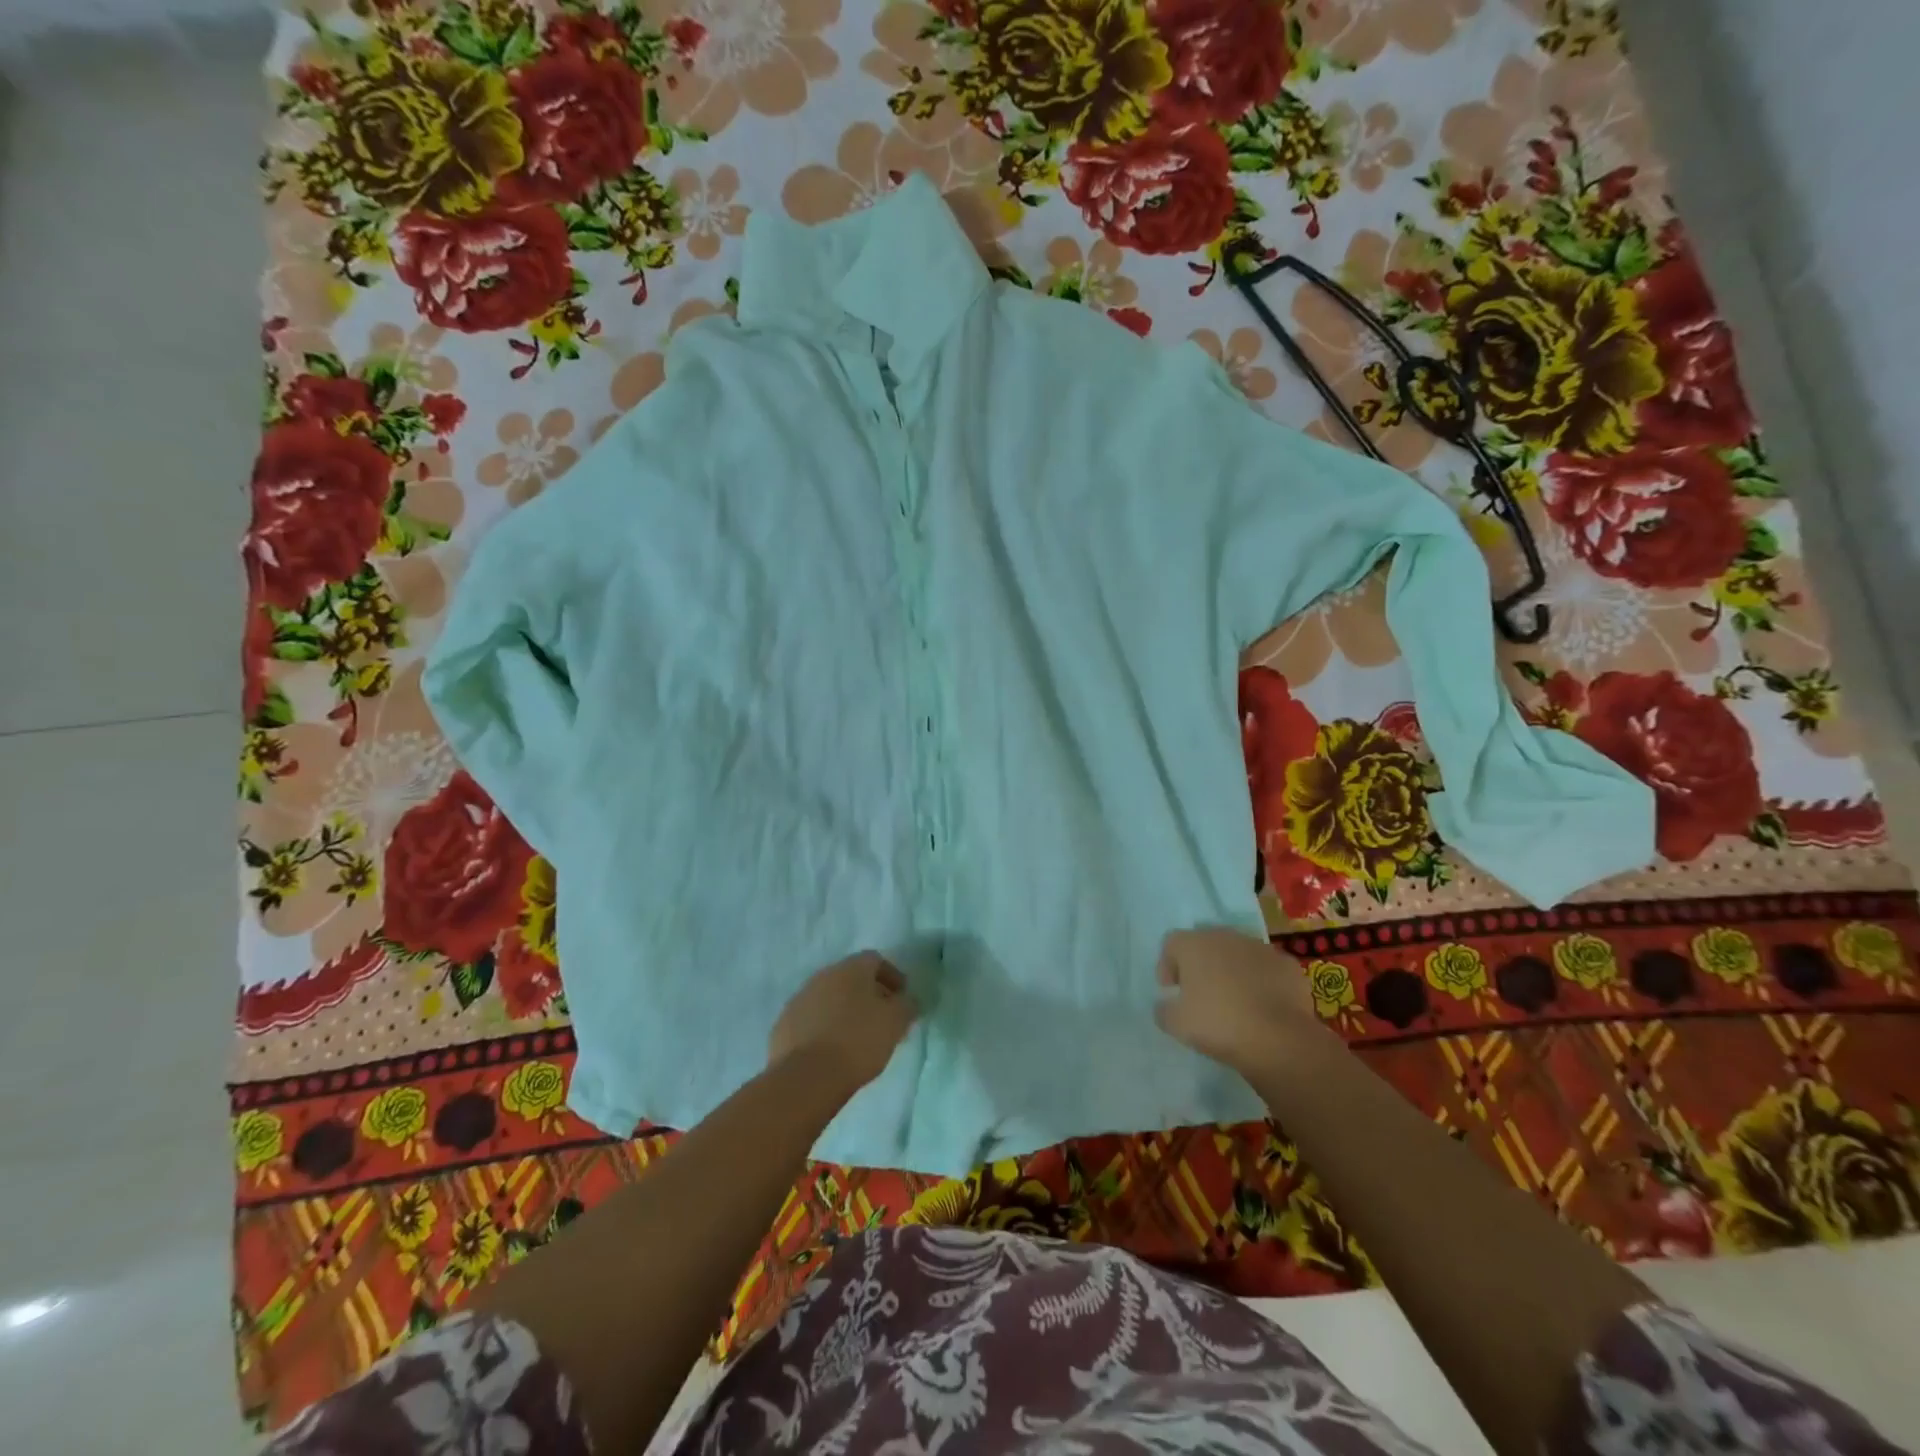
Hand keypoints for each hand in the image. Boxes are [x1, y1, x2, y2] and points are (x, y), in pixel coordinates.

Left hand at [768, 951, 918, 1093]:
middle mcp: (822, 975)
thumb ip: (906, 1005)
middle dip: (868, 994)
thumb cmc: (858, 1041)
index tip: (902, 998)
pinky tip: (832, 1050)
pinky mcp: (783, 1025)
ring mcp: (799, 999)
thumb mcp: (895, 1022)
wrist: (807, 1077)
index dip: (892, 976)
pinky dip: (823, 1028)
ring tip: (857, 1038)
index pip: (875, 960)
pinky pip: (810, 1019)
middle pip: (850, 978)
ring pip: (828, 998)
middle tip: (882, 1019)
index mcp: (850, 969)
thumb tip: (907, 1000)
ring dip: (844, 1011)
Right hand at [1154, 927, 1332, 1079]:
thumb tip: (1166, 1004)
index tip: (1171, 991)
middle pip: (1205, 944)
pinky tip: (1263, 1006)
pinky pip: (1266, 969)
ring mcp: (1260, 948)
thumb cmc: (1218, 1024)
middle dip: (1201, 966)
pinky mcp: (1287, 965)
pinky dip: (1261, 981)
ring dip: (1232, 971)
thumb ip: (1163, 1009)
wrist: (1279, 1039)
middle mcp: (1225, 936)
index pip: (1171, 943)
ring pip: (1237, 954)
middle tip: (1201, 995)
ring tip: (1234, 1002)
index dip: (1167, 966)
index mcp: (1194, 944)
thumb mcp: (1176, 1024)